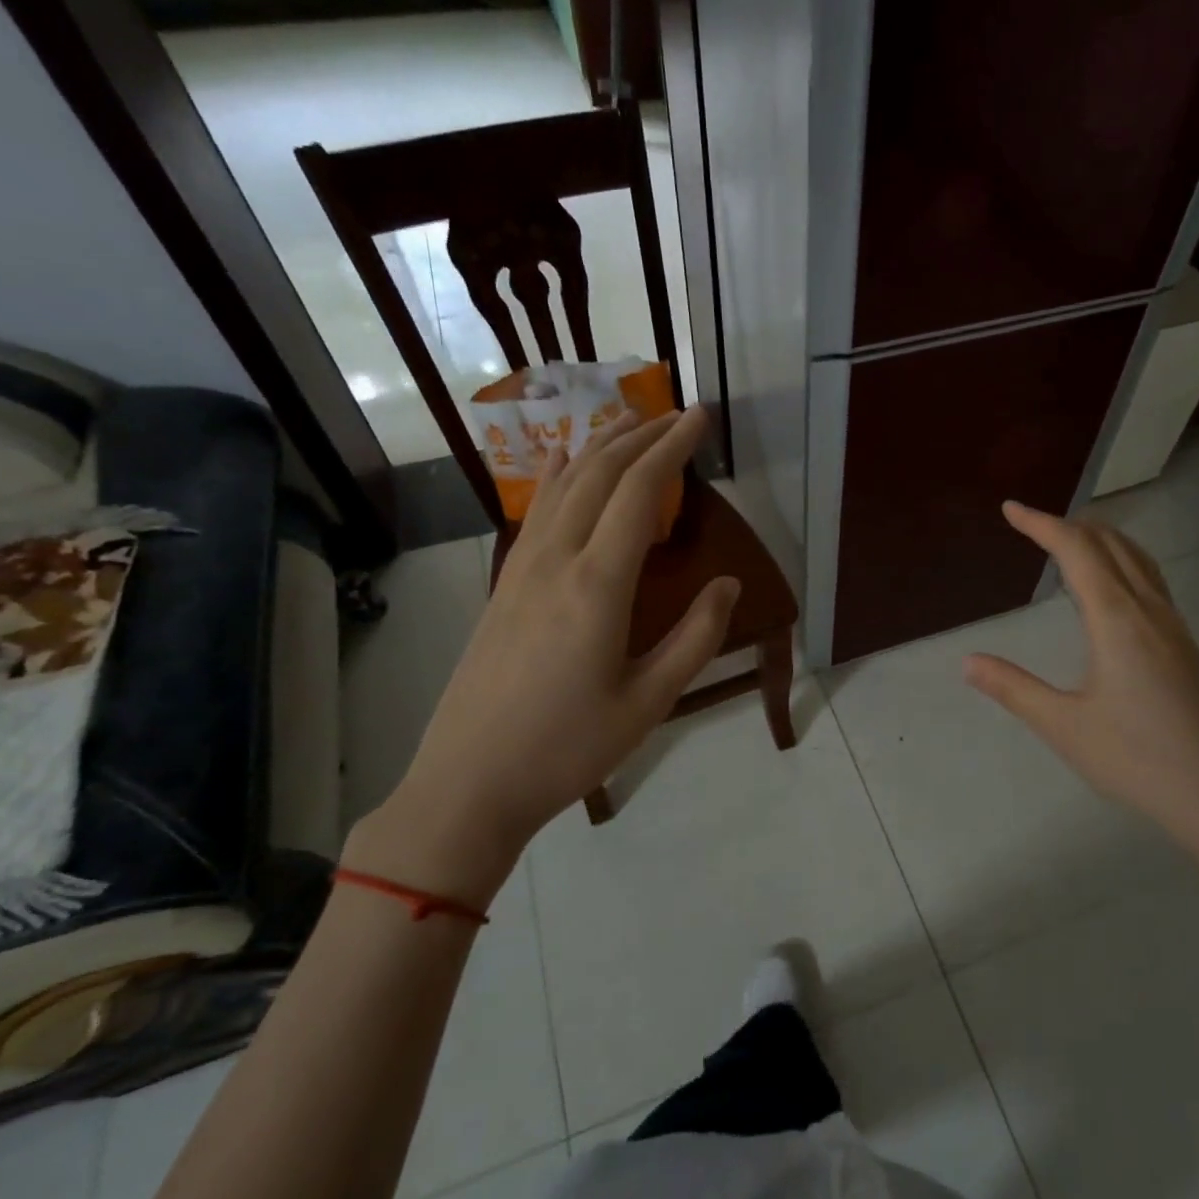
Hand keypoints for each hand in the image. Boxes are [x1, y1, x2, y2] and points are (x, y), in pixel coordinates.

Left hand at [346, 408, 738, 906]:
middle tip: (676, 415)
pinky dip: (552, 476)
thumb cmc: (568, 748)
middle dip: (640, 436)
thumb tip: (729, 583)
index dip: (672, 448)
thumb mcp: (649, 702)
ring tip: (629, 422)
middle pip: (598, 474)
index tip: (699, 418)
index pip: (639, 492)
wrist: (469, 783)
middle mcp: (556, 560)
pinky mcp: (503, 586)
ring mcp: (521, 570)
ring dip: (598, 447)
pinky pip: (533, 513)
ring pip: (561, 486)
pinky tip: (556, 459)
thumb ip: (695, 637)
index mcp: (597, 585)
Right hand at [963, 502, 1198, 872]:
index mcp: (1117, 619)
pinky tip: (1111, 588)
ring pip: (1137, 559)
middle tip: (1032, 523)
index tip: (1010, 508)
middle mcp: (1149, 610)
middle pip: (1111, 544)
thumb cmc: (1137, 760)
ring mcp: (1174, 627)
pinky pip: (1150, 580)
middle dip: (1070, 525)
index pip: (1077, 551)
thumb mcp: (1063, 727)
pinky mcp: (1184, 646)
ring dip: (1100, 539)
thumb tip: (967, 660)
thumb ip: (1013, 688)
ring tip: (1069, 541)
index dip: (1041, 524)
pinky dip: (1121, 561)